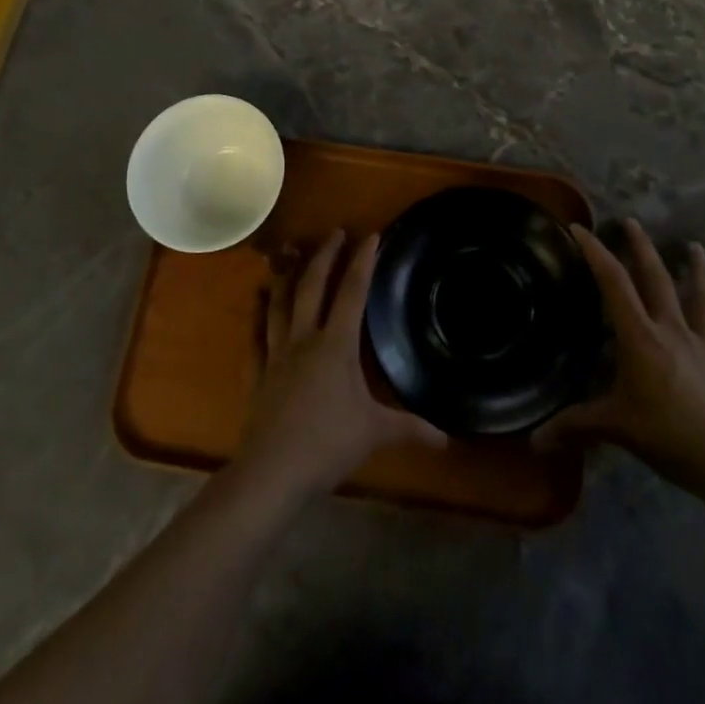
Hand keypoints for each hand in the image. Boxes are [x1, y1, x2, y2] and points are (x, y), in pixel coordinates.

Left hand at [238, 231, 444, 499]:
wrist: (272, 471)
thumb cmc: (327, 444)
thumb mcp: (375, 433)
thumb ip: (410, 429)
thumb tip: (447, 439)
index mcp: (336, 344)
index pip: (352, 292)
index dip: (362, 261)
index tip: (370, 235)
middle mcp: (304, 338)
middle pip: (313, 286)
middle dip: (325, 255)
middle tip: (334, 232)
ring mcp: (276, 353)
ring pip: (281, 302)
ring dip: (289, 275)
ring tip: (292, 254)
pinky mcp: (258, 372)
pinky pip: (257, 333)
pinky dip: (258, 313)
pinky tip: (258, 299)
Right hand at [534, 220, 704, 489]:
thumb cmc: (668, 435)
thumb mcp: (615, 428)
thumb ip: (574, 427)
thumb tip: (532, 442)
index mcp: (641, 337)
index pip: (613, 284)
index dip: (595, 252)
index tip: (580, 228)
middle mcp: (672, 331)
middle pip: (657, 280)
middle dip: (642, 249)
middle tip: (632, 222)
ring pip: (702, 299)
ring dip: (698, 271)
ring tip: (695, 246)